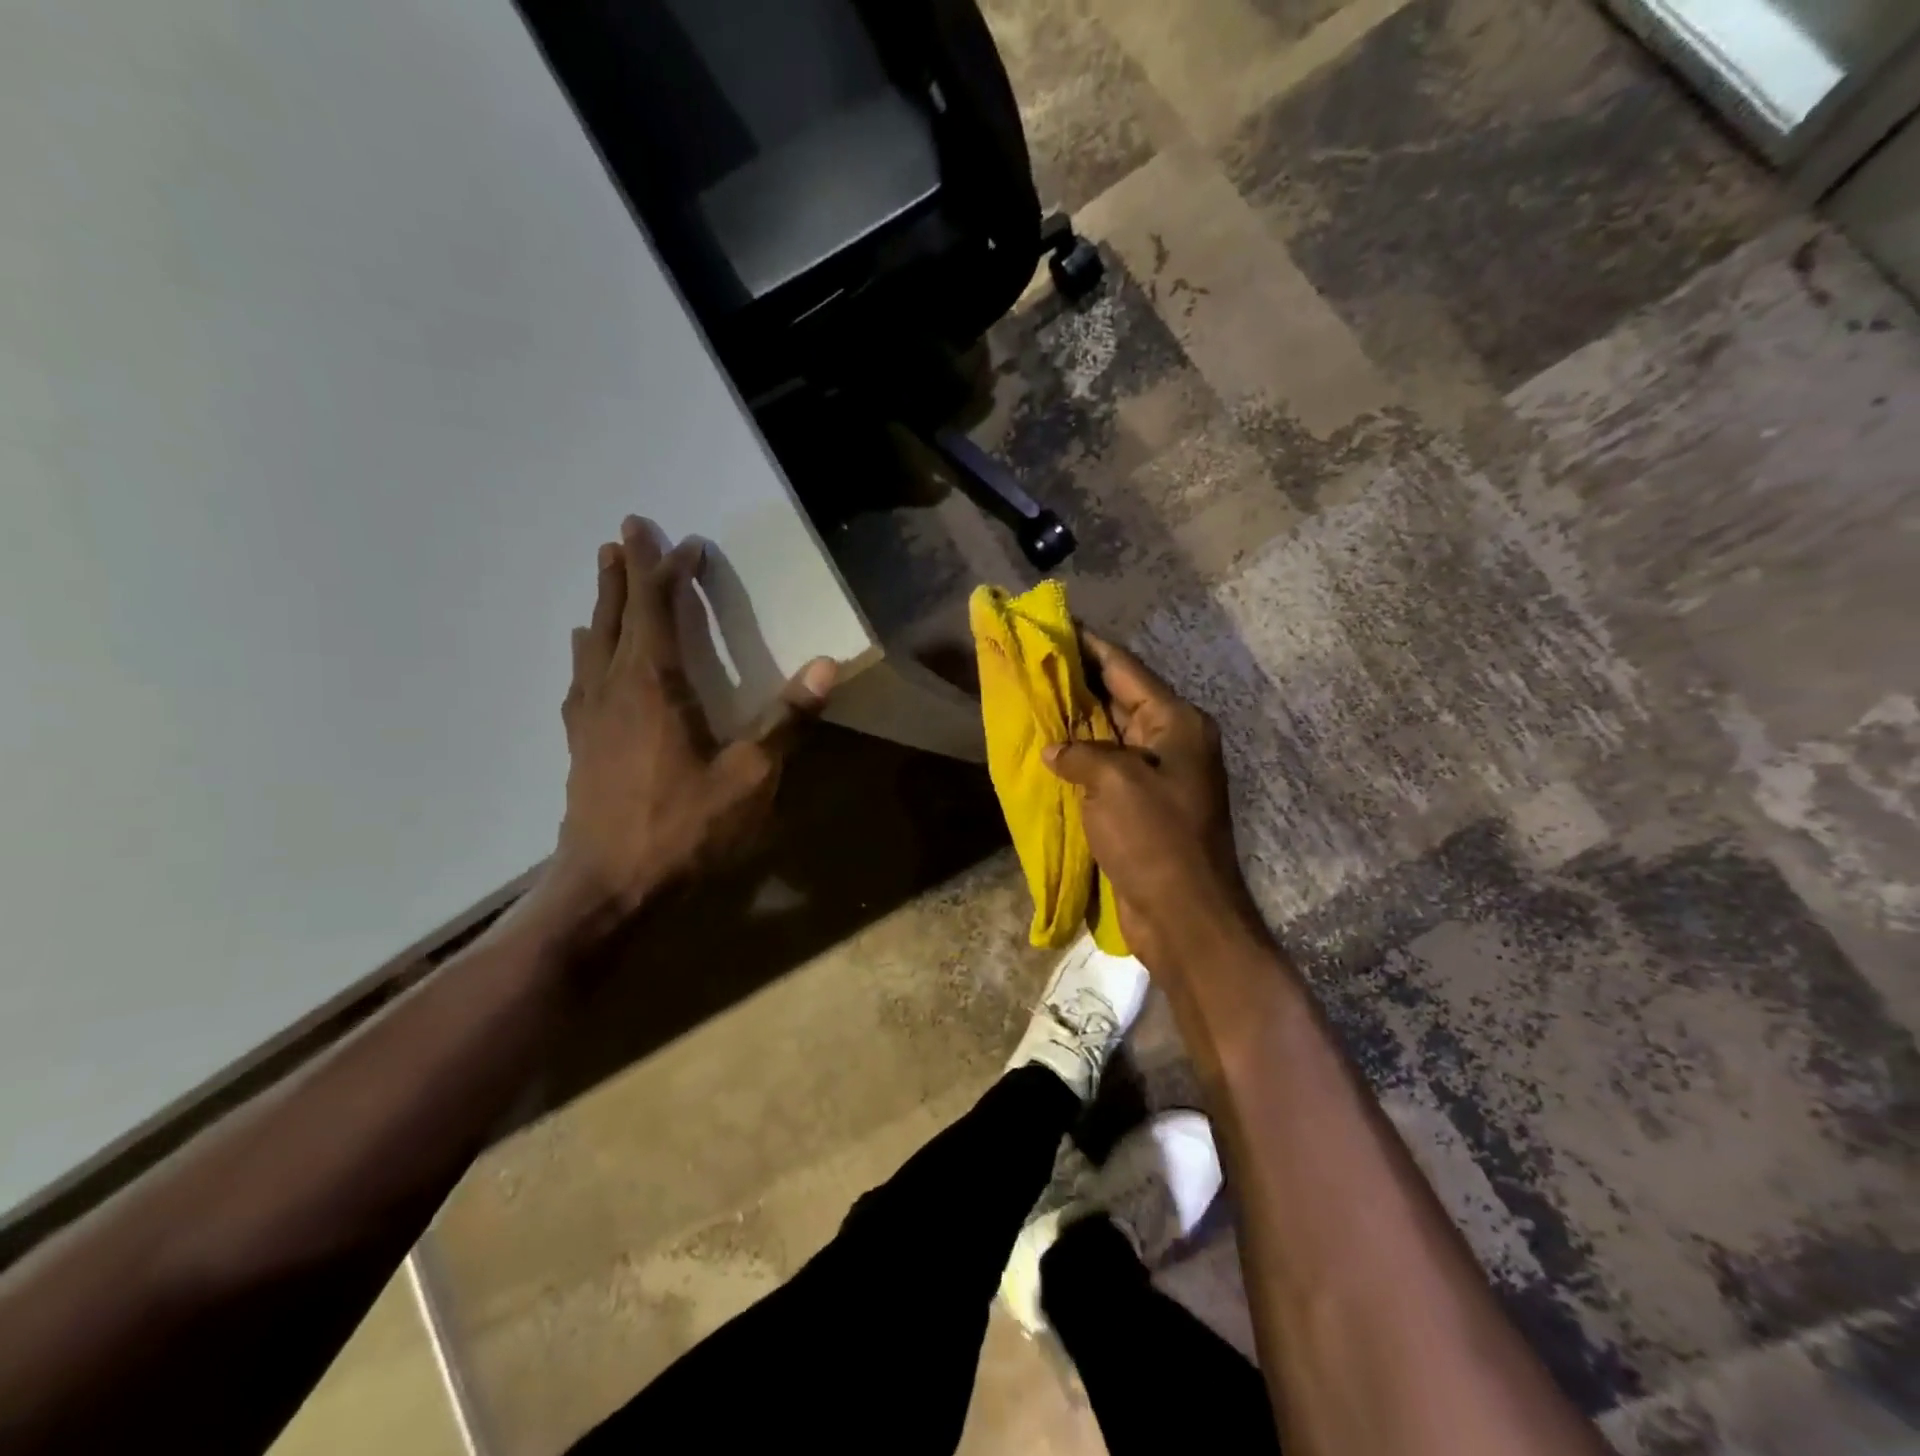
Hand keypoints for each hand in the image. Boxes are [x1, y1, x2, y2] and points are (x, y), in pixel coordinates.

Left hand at [535, 515, 836, 936]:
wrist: (609, 886)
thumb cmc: (684, 827)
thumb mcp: (750, 775)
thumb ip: (786, 719)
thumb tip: (828, 666)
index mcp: (652, 685)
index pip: (656, 609)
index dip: (664, 570)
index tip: (674, 539)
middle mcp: (612, 688)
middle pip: (614, 616)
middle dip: (622, 574)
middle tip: (621, 537)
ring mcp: (588, 717)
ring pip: (591, 645)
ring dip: (603, 609)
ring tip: (607, 585)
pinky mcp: (580, 745)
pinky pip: (581, 679)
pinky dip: (589, 653)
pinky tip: (589, 661)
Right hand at [1044, 630, 1266, 977]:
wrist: (1184, 914)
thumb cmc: (1155, 838)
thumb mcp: (1114, 781)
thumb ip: (1079, 752)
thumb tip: (1056, 750)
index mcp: (1176, 723)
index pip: (1126, 668)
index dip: (1090, 645)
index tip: (1057, 625)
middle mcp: (1171, 741)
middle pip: (1118, 697)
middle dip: (1077, 681)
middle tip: (1033, 662)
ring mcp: (1158, 775)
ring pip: (1109, 734)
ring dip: (1075, 720)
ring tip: (1033, 698)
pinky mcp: (1143, 806)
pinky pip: (1106, 769)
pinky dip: (1079, 758)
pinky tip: (1048, 751)